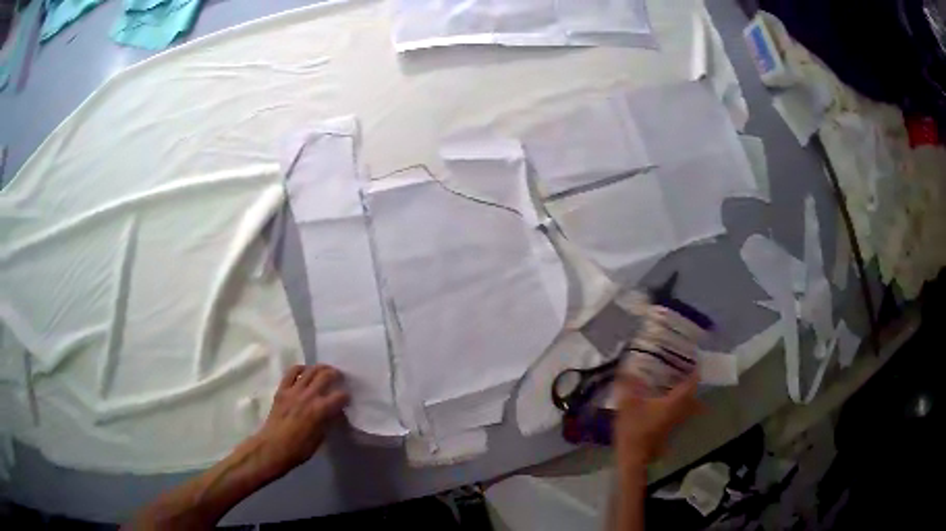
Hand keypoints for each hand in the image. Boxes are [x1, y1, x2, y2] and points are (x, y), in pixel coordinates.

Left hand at [253, 365, 348, 476]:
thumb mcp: (321, 437)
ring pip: (310, 370)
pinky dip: (300, 368)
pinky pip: (292, 372)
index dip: (346, 396)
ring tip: (325, 371)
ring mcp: (294, 390)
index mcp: (321, 410)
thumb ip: (328, 421)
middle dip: (336, 375)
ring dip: (320, 368)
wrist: (273, 447)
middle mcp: (309, 396)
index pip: (340, 396)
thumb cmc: (300, 448)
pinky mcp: (282, 390)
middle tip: (339, 377)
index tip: (347, 399)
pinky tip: (304, 371)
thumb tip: (335, 412)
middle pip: (326, 375)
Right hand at [614, 372, 700, 469]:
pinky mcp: (667, 434)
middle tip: (684, 376)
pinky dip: (676, 410)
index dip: (693, 373)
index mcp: (674, 402)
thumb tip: (625, 369)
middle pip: (692, 398)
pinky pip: (678, 417)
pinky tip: (665, 408)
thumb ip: (627, 386)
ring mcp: (674, 425)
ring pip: (686, 409)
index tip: (693, 363)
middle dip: (691, 387)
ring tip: (676, 390)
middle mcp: (679, 412)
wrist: (633, 458)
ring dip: (685, 400)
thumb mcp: (627, 404)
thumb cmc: (634, 430)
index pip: (691, 384)